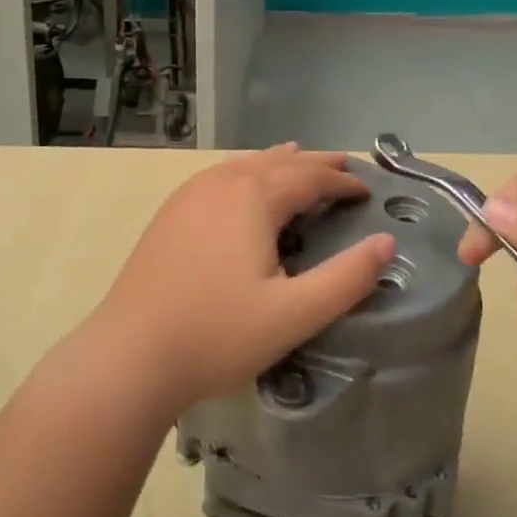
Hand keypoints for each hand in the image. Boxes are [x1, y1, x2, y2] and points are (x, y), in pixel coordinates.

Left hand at [85, 145, 395, 418]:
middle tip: (345, 165)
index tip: (368, 192)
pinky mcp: (171, 212)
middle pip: (279, 161)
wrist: (129, 355)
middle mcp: (222, 181)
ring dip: (280, 163)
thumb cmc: (216, 335)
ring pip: (246, 163)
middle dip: (315, 164)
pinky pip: (222, 176)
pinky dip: (249, 172)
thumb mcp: (293, 314)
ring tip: (301, 162)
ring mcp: (191, 193)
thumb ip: (346, 279)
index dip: (343, 182)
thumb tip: (387, 243)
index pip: (310, 177)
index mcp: (253, 196)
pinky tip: (246, 185)